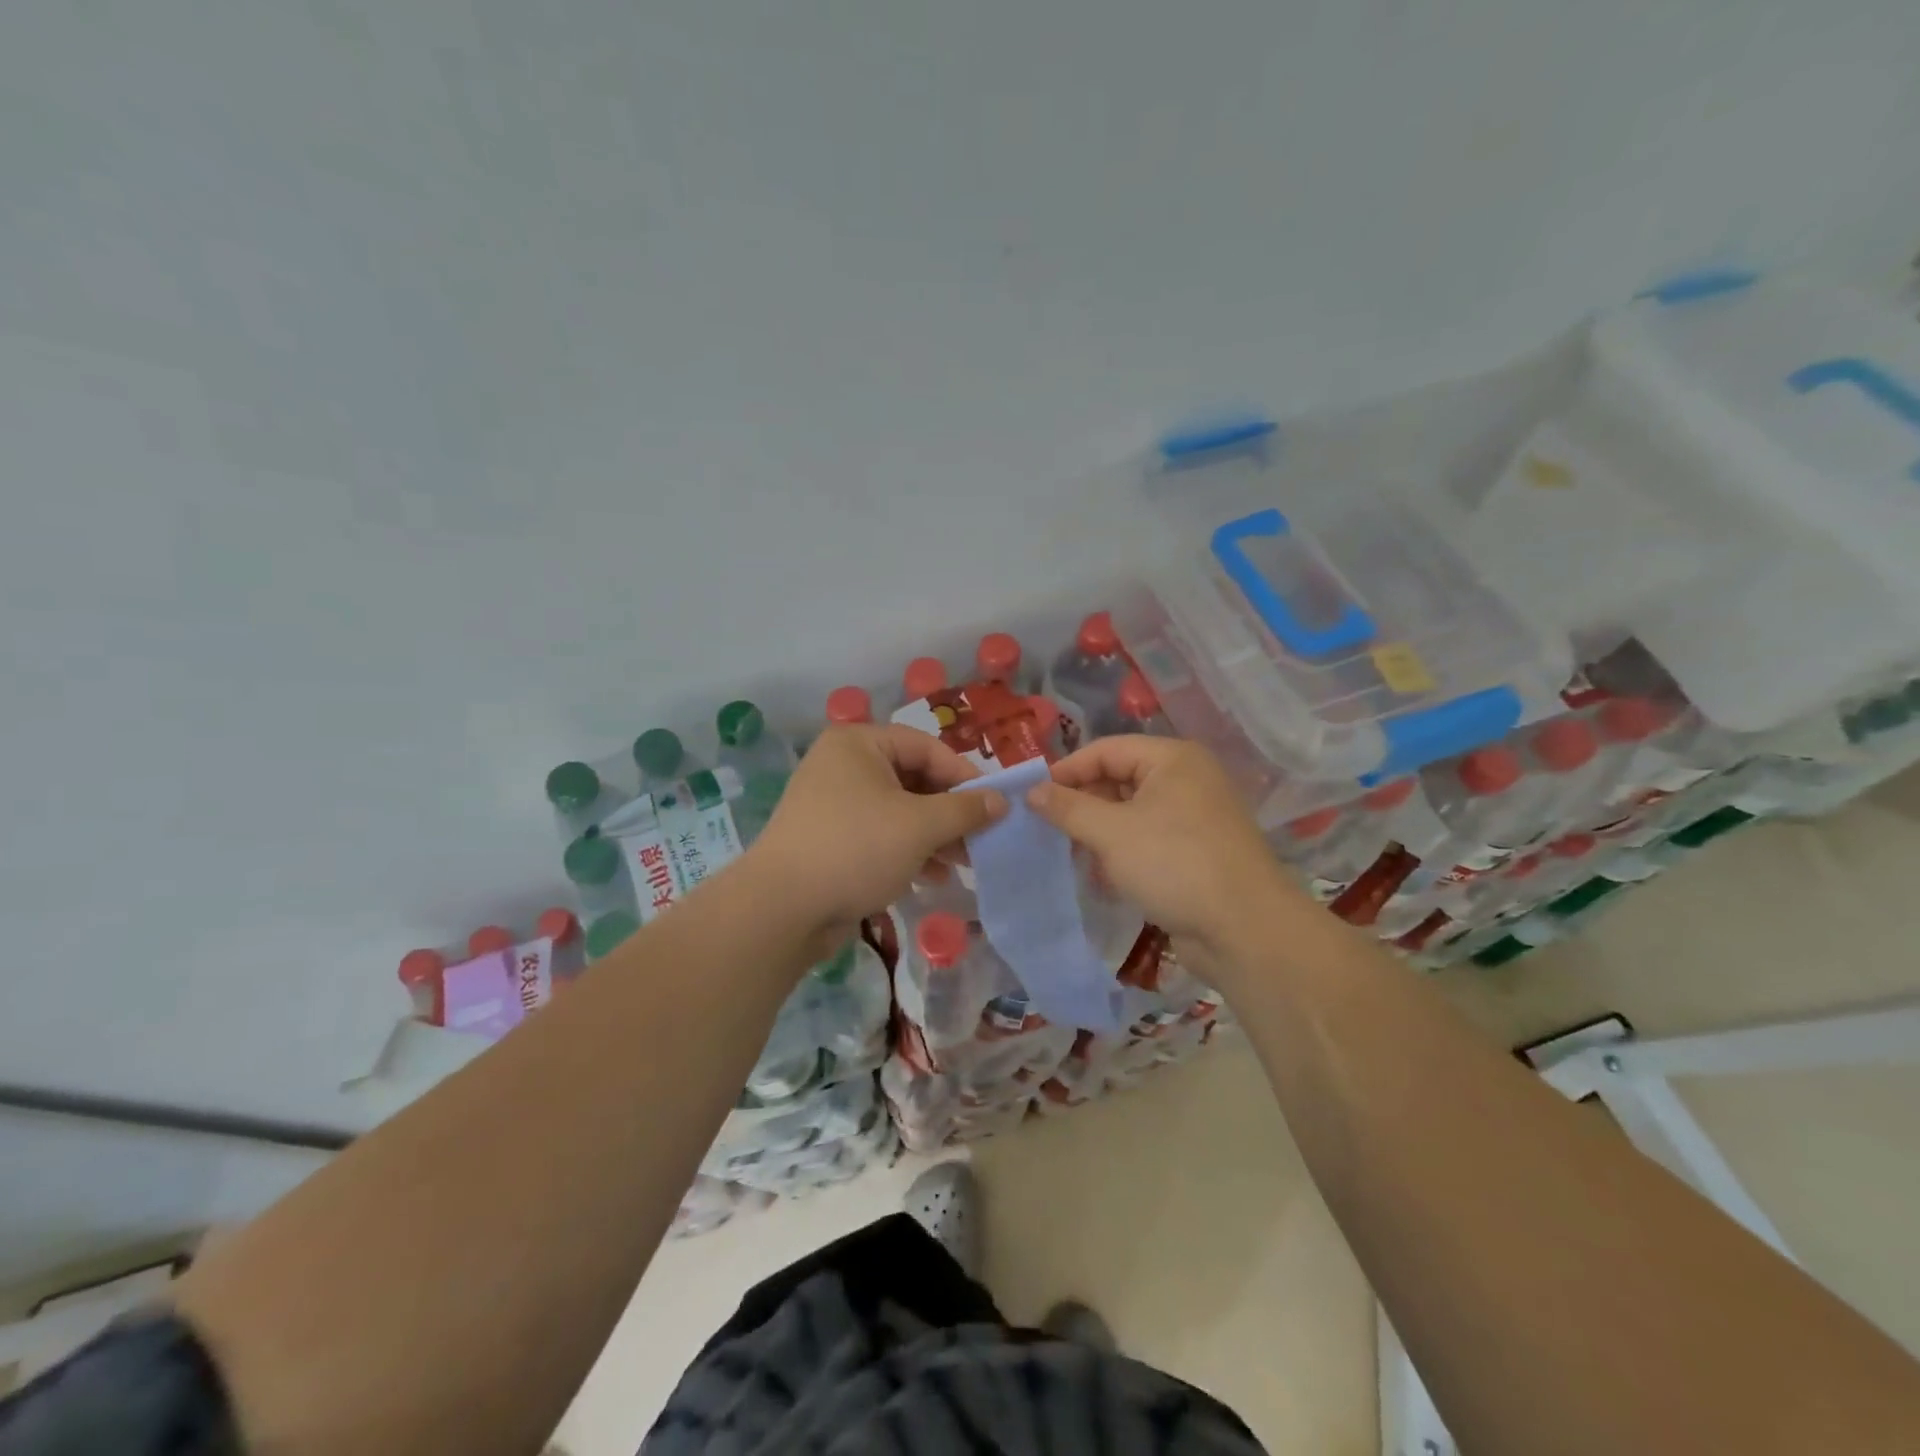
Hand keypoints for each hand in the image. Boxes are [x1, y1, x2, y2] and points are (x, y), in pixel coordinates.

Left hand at [748, 725, 1006, 950]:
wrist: (782, 908)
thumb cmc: (856, 849)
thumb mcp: (920, 826)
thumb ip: (964, 810)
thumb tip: (1000, 800)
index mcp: (859, 744)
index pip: (927, 748)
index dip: (964, 776)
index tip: (994, 807)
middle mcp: (844, 765)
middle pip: (913, 780)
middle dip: (949, 813)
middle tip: (980, 840)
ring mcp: (833, 803)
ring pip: (899, 811)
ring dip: (934, 836)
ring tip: (962, 864)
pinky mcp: (830, 839)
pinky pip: (879, 835)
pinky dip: (907, 851)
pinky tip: (931, 878)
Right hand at [1028, 735, 1309, 960]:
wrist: (1244, 930)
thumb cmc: (1174, 864)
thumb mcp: (1111, 832)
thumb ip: (1068, 807)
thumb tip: (1031, 791)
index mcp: (1171, 759)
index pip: (1105, 750)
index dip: (1065, 771)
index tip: (1030, 798)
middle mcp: (1185, 779)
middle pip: (1118, 779)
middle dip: (1082, 804)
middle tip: (1046, 829)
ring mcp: (1193, 817)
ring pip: (1130, 813)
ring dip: (1098, 832)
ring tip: (1071, 854)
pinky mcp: (1195, 852)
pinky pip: (1147, 840)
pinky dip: (1121, 852)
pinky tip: (1102, 877)